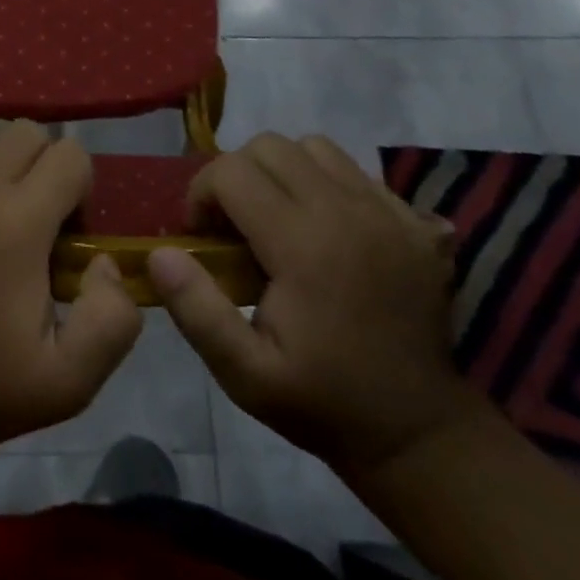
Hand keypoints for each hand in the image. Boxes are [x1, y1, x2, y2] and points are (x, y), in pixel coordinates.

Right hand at [147, 133, 479, 474]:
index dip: (201, 195)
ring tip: (277, 217)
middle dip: (236, 175)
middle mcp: (347, 211)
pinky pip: (354, 170)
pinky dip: (325, 182)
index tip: (202, 236)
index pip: (231, 172)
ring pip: (313, 148)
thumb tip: (160, 253)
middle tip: (233, 225)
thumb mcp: (245, 374)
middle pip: (269, 146)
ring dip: (282, 171)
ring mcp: (387, 210)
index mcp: (304, 245)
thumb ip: (197, 309)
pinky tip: (323, 228)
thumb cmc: (323, 402)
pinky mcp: (414, 220)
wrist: (419, 432)